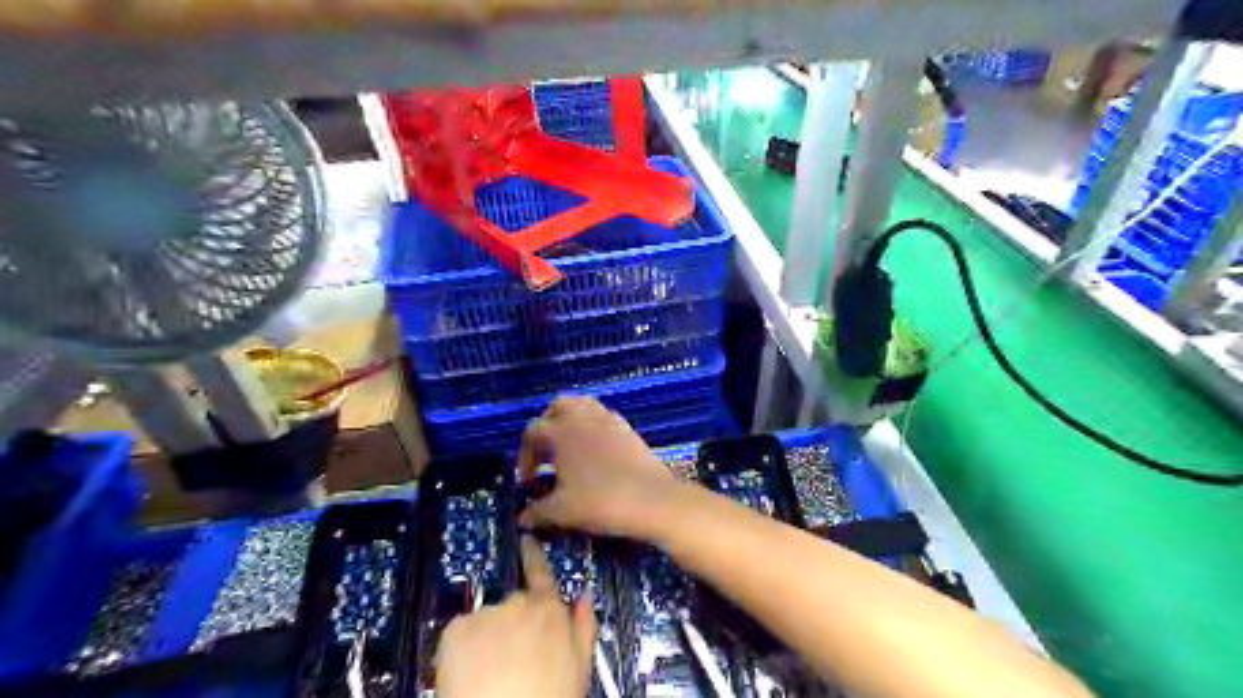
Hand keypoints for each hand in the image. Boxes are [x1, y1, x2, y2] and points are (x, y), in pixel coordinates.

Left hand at [434, 536, 593, 695]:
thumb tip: (584, 600)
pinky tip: (471, 671)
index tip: (527, 540)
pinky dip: (463, 647)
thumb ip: (583, 627)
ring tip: (491, 670)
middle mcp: (518, 604)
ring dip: (488, 637)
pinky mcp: (457, 629)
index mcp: (550, 610)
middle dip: (513, 621)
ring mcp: (486, 613)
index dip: (534, 556)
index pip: (542, 573)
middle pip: (514, 603)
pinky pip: (461, 631)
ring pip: (486, 619)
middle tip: (514, 654)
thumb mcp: (580, 667)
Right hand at [520, 399, 682, 540]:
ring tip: (570, 449)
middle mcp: (582, 417)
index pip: (532, 432)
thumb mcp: (561, 511)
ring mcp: (608, 419)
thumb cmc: (599, 501)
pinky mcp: (628, 428)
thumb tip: (524, 518)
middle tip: (546, 453)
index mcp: (560, 431)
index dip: (525, 456)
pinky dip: (594, 428)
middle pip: (558, 407)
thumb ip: (538, 512)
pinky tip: (595, 453)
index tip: (530, 482)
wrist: (651, 499)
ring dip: (571, 421)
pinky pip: (604, 417)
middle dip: (547, 425)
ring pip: (583, 406)